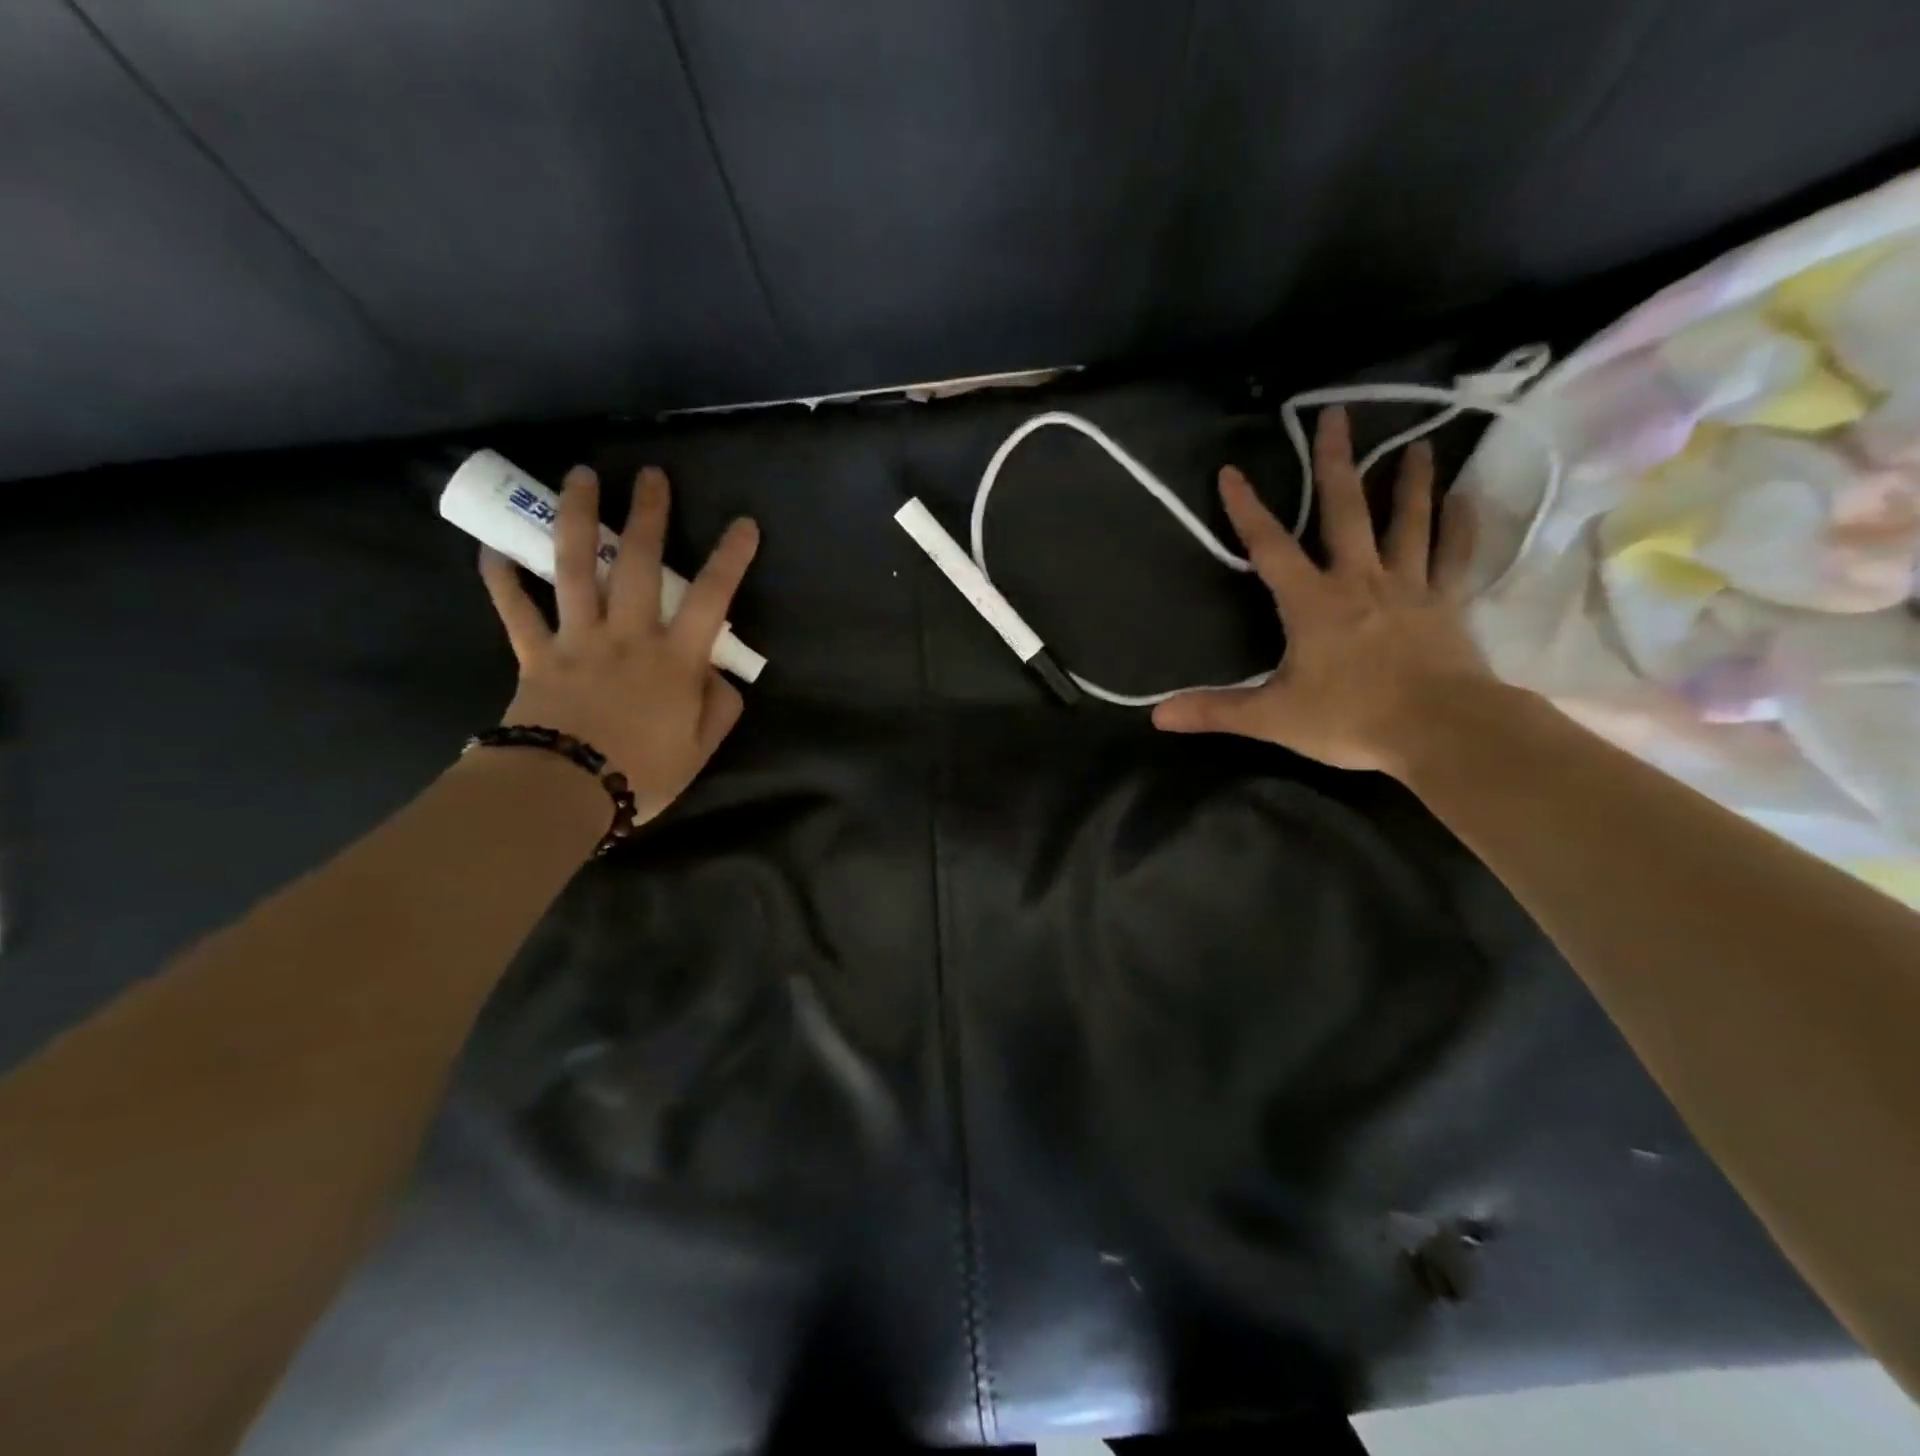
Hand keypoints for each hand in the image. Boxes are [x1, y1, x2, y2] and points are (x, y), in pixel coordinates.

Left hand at [480, 465, 758, 823]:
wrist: (563, 792)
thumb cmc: (642, 773)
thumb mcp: (700, 749)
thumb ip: (719, 708)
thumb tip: (719, 676)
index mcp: (674, 659)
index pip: (712, 598)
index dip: (731, 559)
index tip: (744, 523)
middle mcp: (627, 635)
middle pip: (640, 564)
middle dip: (649, 515)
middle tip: (652, 474)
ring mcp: (577, 639)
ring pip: (576, 567)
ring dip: (580, 518)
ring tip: (581, 476)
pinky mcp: (535, 654)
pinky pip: (515, 610)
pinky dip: (502, 579)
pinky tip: (493, 548)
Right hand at [1151, 406, 1490, 776]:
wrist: (1440, 731)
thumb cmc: (1350, 718)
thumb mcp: (1272, 717)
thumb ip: (1215, 710)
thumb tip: (1156, 715)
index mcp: (1312, 602)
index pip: (1270, 547)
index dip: (1247, 509)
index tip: (1231, 471)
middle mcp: (1359, 580)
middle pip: (1345, 511)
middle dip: (1337, 462)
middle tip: (1338, 414)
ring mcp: (1409, 587)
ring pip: (1408, 522)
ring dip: (1408, 482)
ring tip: (1415, 444)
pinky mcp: (1446, 604)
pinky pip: (1454, 555)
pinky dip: (1459, 525)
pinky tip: (1464, 498)